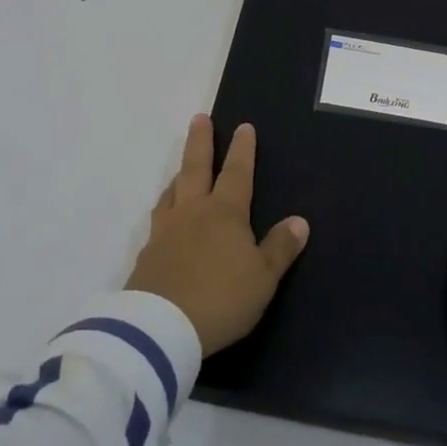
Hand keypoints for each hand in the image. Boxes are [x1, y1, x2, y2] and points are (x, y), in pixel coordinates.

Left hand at [127, 116, 309, 354]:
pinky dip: (165, 210)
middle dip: (200, 142)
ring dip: (179, 175)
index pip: (237, 173)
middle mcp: (193, 212)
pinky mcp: (147, 255)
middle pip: (196, 168)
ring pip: (172, 192)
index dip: (242, 150)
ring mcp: (165, 232)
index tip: (243, 126)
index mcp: (225, 213)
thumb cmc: (221, 299)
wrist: (161, 328)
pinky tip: (165, 219)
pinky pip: (158, 221)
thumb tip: (299, 221)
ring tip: (181, 168)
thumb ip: (280, 248)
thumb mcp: (263, 278)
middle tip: (199, 118)